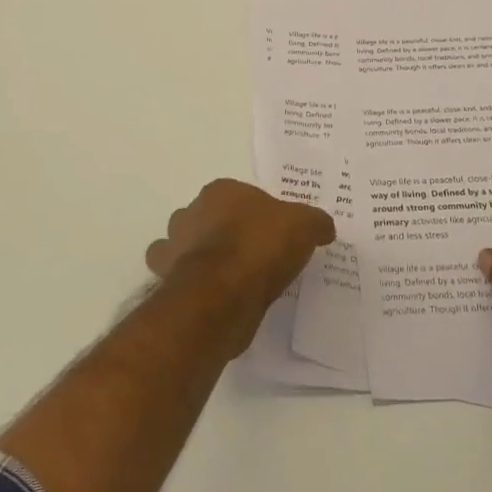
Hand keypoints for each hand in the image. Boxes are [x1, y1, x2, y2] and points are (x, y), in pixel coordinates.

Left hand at [146, 178, 335, 320]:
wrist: (222, 296)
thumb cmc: (261, 246)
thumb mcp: (304, 226)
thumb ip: (315, 222)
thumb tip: (324, 227)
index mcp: (220, 191)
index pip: (238, 195)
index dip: (255, 213)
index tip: (272, 232)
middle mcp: (191, 213)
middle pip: (206, 218)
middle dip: (222, 232)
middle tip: (251, 256)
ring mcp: (174, 248)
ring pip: (183, 247)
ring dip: (200, 259)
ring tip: (230, 280)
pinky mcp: (167, 284)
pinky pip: (180, 283)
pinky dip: (193, 288)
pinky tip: (214, 300)